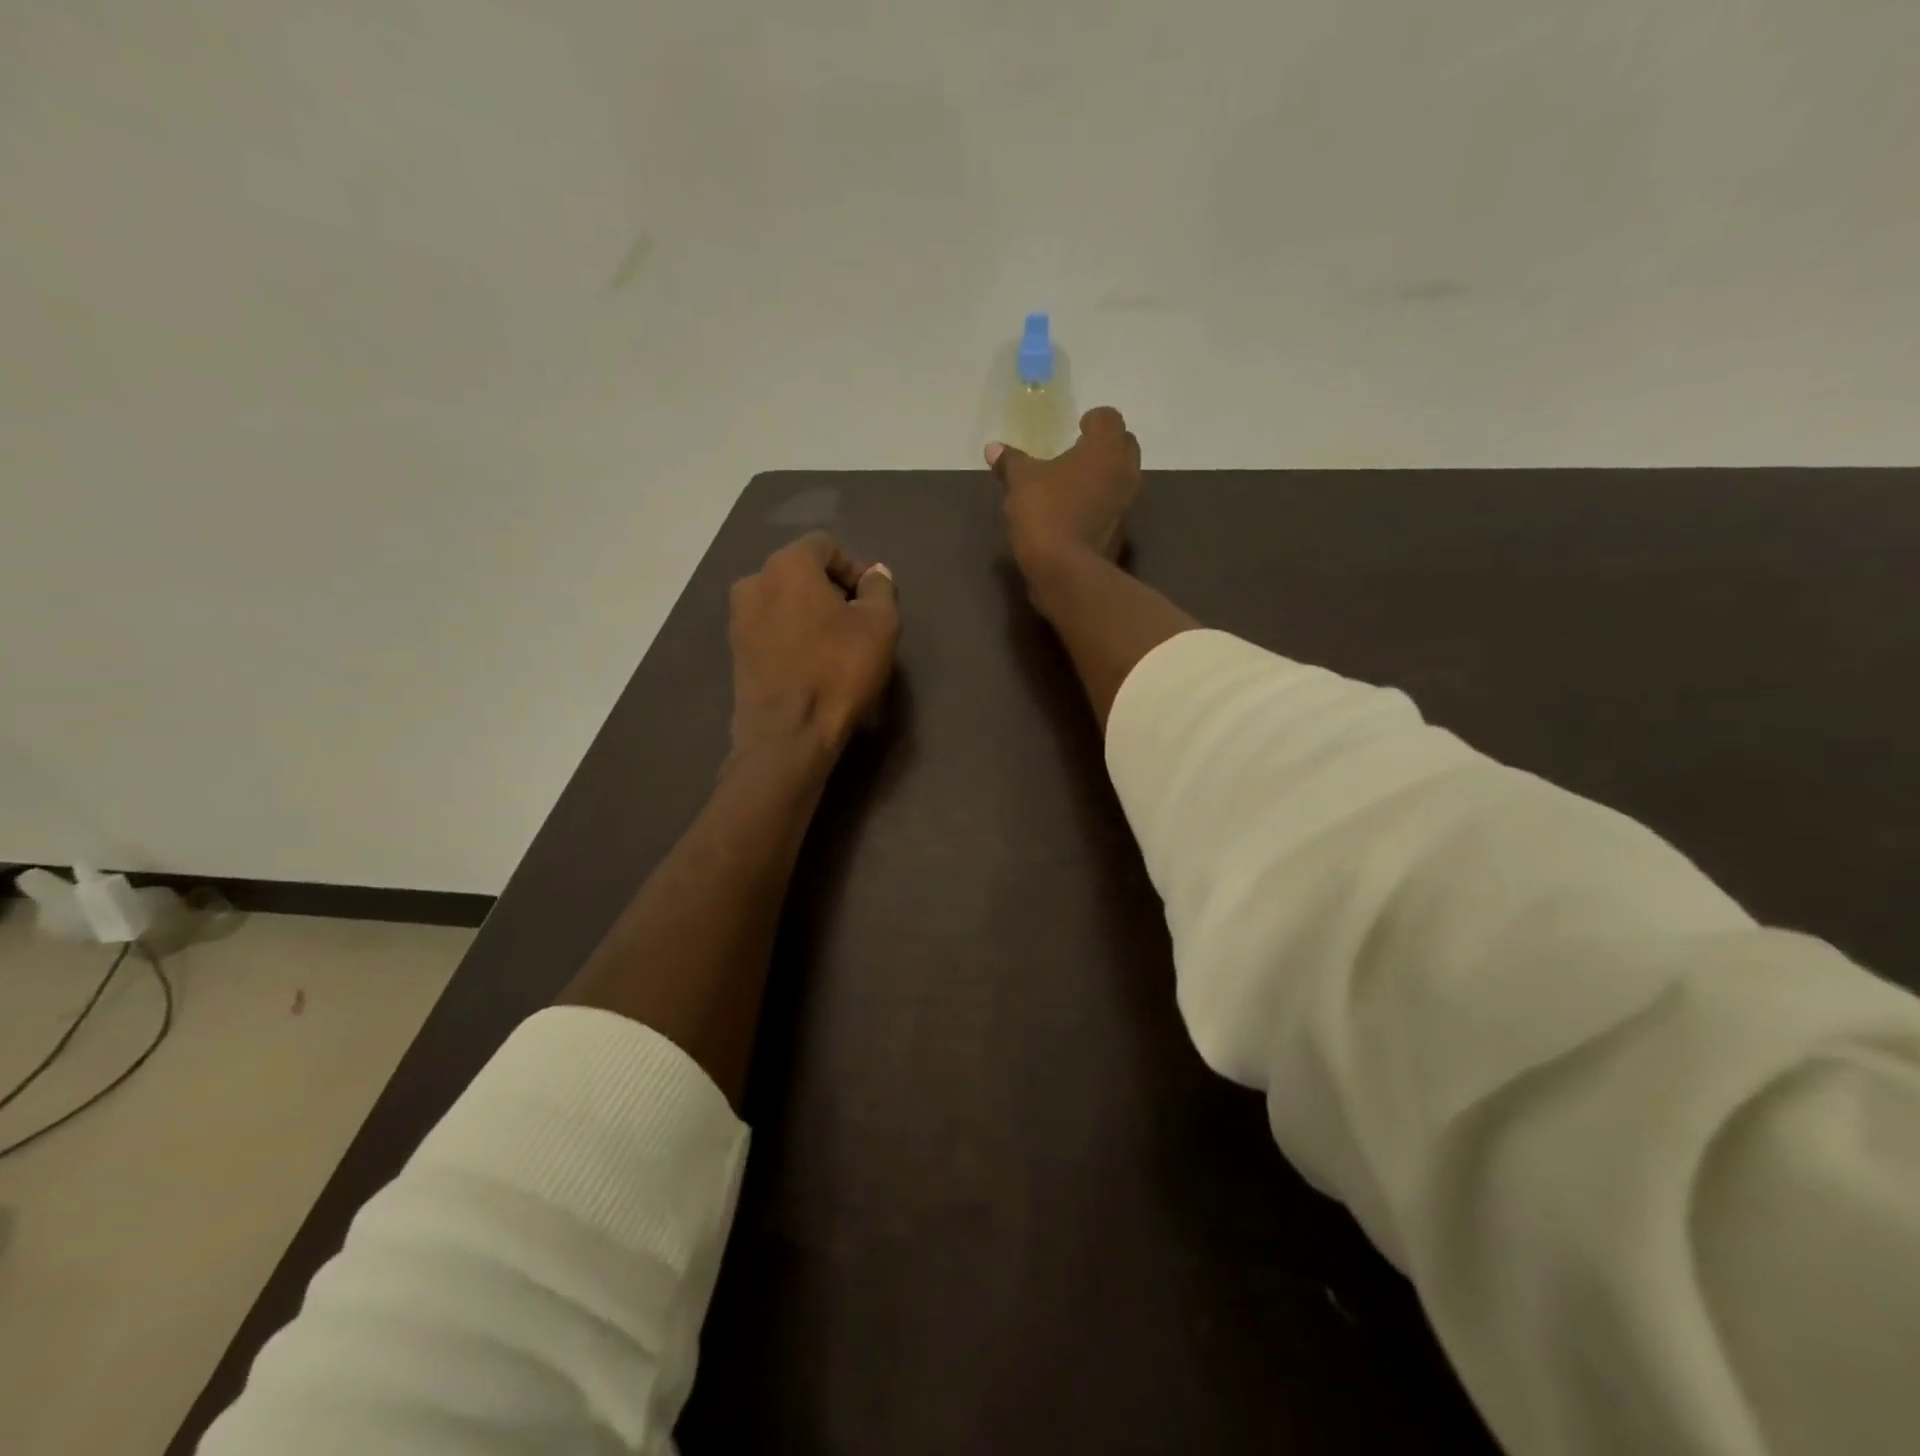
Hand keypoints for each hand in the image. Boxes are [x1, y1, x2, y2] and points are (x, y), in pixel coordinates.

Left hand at [728, 532, 899, 762]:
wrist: (788, 734)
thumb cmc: (839, 671)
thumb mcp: (880, 626)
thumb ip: (880, 589)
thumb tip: (874, 574)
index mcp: (788, 565)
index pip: (826, 546)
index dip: (854, 568)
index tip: (871, 601)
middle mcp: (754, 581)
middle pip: (801, 571)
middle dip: (830, 589)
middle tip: (856, 622)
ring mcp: (738, 617)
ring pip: (783, 600)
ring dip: (809, 612)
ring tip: (833, 645)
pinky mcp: (734, 650)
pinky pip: (770, 627)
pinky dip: (791, 634)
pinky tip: (810, 662)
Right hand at [986, 405, 1141, 575]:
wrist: (1066, 571)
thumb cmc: (1045, 513)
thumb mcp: (1020, 482)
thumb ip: (1011, 461)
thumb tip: (993, 448)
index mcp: (1105, 448)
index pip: (1109, 418)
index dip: (1094, 419)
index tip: (1078, 428)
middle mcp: (1125, 471)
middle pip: (1124, 445)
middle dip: (1104, 446)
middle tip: (1078, 453)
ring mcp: (1128, 504)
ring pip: (1121, 478)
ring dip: (1104, 476)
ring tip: (1075, 484)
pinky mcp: (1122, 532)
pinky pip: (1114, 507)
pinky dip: (1100, 504)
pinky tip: (1076, 513)